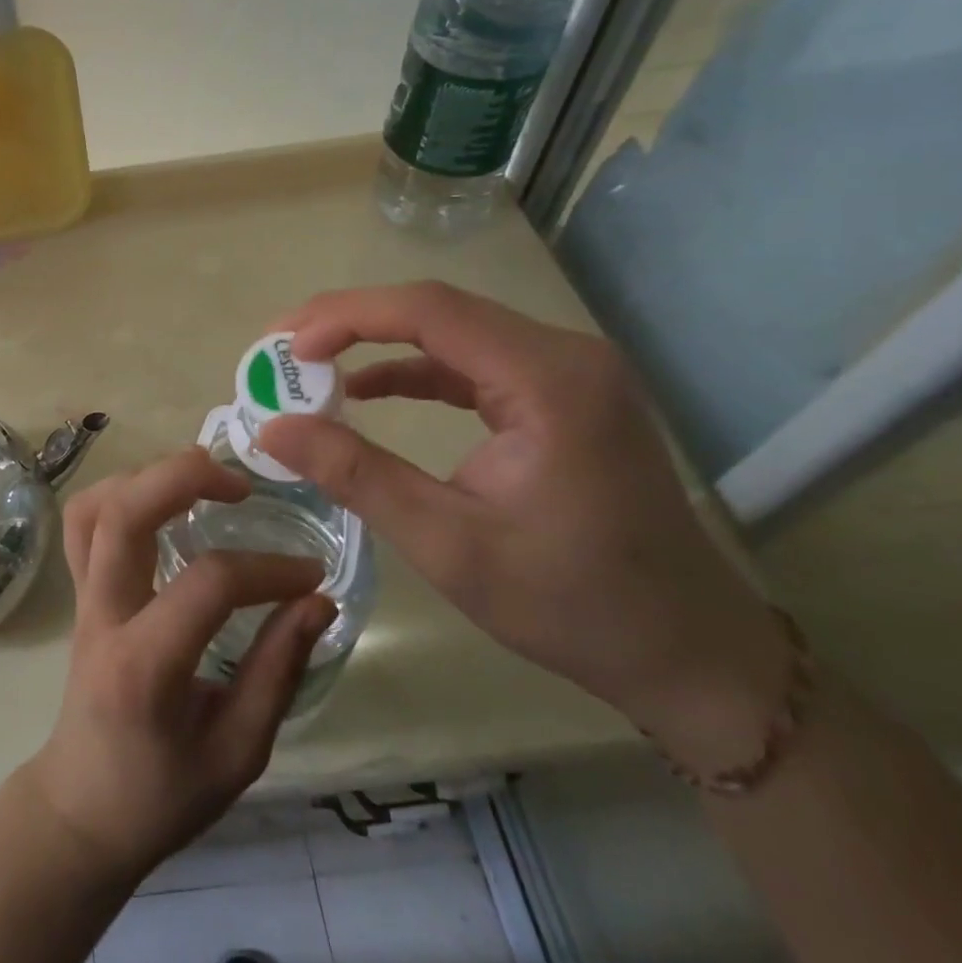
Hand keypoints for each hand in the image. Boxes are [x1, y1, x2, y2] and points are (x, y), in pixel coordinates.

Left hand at [23, 448, 337, 882]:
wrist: (82, 809)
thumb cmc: (161, 795)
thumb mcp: (237, 753)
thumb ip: (276, 671)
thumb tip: (318, 601)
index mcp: (144, 666)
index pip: (206, 585)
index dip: (267, 570)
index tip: (311, 575)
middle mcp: (103, 615)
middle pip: (124, 513)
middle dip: (183, 477)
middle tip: (241, 484)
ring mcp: (82, 596)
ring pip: (95, 505)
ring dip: (148, 477)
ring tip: (202, 481)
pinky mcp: (79, 589)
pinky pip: (84, 520)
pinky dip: (121, 492)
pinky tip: (162, 500)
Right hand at [258, 282, 786, 770]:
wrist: (691, 654)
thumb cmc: (573, 605)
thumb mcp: (448, 544)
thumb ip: (357, 475)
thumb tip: (271, 430)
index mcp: (549, 381)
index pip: (429, 311)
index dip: (344, 317)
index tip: (283, 347)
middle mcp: (563, 355)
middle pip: (436, 308)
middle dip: (348, 321)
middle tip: (281, 350)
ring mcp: (565, 371)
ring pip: (448, 329)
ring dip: (374, 341)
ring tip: (309, 363)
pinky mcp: (557, 393)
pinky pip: (469, 361)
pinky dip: (411, 368)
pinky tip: (367, 390)